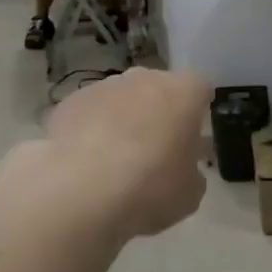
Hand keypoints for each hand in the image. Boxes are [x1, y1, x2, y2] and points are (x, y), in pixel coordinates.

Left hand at [44, 70, 208, 238]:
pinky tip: (86, 162)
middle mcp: (146, 78)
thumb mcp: (190, 193)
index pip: (200, 88)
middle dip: (159, 111)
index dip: (197, 110)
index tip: (193, 134)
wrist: (81, 191)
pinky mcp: (71, 101)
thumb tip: (182, 167)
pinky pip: (90, 111)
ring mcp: (105, 86)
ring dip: (123, 118)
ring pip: (122, 98)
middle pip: (158, 88)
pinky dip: (91, 128)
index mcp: (184, 93)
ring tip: (115, 159)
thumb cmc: (150, 188)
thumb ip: (191, 171)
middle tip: (156, 148)